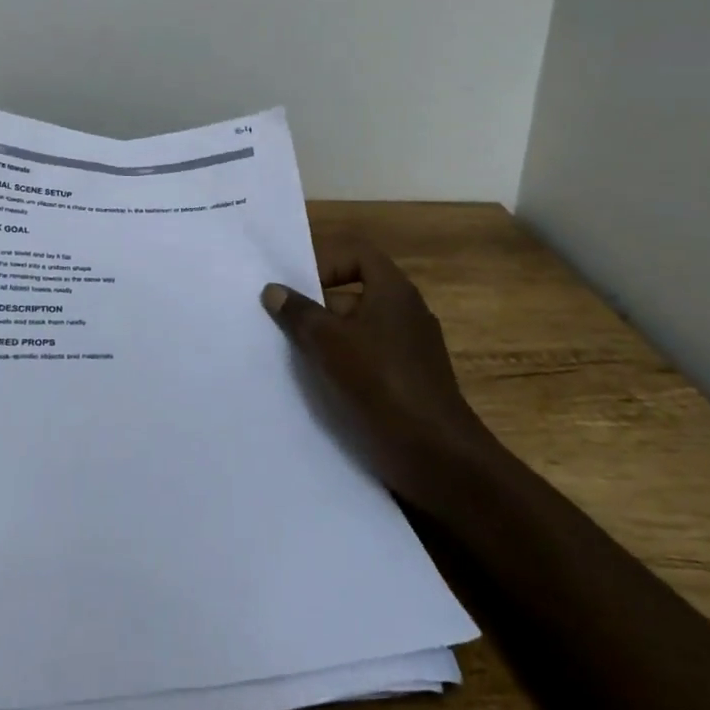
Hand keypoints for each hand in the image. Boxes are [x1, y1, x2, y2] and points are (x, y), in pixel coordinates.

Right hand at [261, 238, 492, 512]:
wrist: (437, 454)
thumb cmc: (382, 382)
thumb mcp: (330, 342)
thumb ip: (299, 313)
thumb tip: (273, 290)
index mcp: (393, 291)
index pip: (357, 254)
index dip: (325, 261)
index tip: (296, 286)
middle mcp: (405, 312)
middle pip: (355, 292)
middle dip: (317, 304)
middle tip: (283, 321)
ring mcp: (409, 348)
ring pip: (358, 328)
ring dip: (326, 337)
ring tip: (291, 353)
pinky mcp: (407, 380)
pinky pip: (367, 358)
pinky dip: (342, 363)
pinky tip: (317, 383)